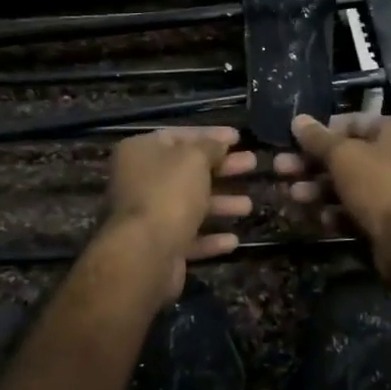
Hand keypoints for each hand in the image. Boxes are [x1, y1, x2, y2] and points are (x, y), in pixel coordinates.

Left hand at [102, 126, 255, 307]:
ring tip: (249, 206)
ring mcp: (147, 216)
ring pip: (189, 205)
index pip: (178, 136)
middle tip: (251, 164)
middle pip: (187, 170)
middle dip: (222, 168)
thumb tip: (219, 143)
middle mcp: (138, 181)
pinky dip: (210, 238)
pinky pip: (187, 237)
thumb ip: (210, 146)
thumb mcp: (194, 158)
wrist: (145, 254)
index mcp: (140, 152)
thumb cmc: (169, 193)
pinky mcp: (157, 247)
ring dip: (220, 204)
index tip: (238, 137)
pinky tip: (233, 240)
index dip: (210, 135)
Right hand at [274, 112, 390, 276]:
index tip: (294, 140)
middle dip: (311, 164)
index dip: (322, 131)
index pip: (353, 122)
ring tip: (292, 196)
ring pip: (349, 185)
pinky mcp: (389, 221)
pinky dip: (338, 213)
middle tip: (281, 169)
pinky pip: (358, 211)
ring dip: (318, 189)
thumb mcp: (343, 156)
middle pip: (347, 156)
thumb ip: (318, 139)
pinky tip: (321, 218)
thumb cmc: (380, 184)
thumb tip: (298, 120)